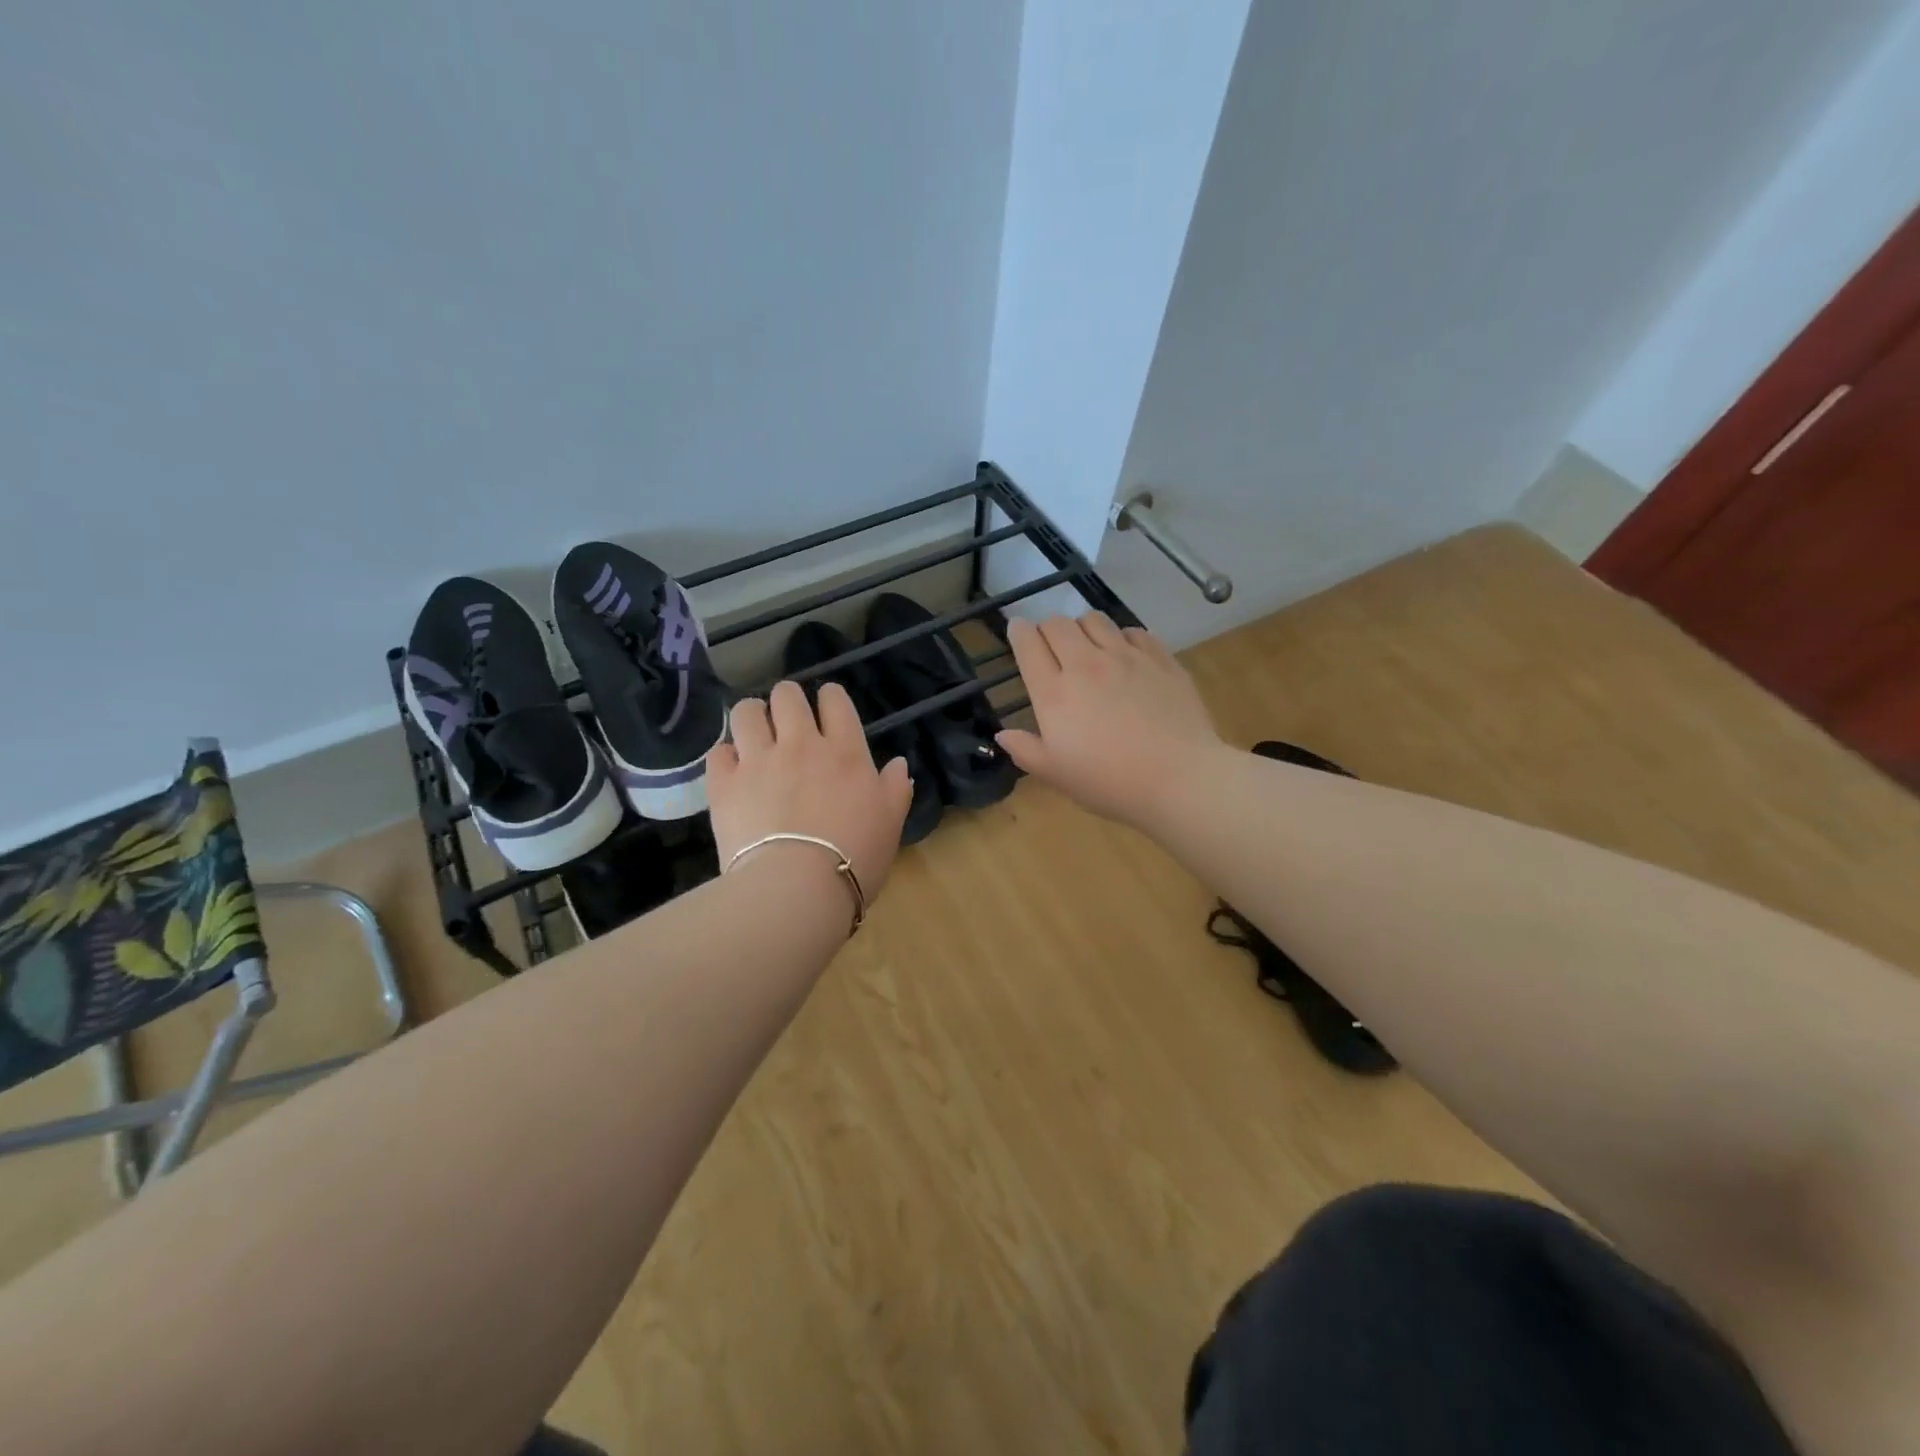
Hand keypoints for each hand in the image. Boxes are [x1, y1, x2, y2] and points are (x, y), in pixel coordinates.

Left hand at [706, 680, 913, 909]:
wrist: (797, 888)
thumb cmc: (855, 857)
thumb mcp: (891, 823)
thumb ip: (895, 788)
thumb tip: (899, 763)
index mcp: (844, 751)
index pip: (835, 701)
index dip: (830, 698)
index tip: (827, 707)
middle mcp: (800, 744)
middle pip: (787, 696)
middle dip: (787, 700)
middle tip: (787, 720)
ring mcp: (758, 761)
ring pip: (747, 713)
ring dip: (752, 716)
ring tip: (754, 733)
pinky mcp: (725, 784)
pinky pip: (719, 752)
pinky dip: (726, 755)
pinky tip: (732, 768)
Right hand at [996, 614, 1222, 829]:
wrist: (1179, 778)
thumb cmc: (1109, 783)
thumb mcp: (1056, 775)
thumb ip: (1025, 751)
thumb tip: (1003, 735)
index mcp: (1055, 693)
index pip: (1028, 645)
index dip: (1018, 632)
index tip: (1017, 631)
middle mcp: (1086, 664)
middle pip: (1058, 624)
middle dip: (1047, 628)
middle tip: (1050, 645)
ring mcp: (1127, 657)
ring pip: (1095, 620)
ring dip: (1083, 628)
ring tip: (1087, 646)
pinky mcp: (1161, 659)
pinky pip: (1134, 631)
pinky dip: (1122, 637)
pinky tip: (1126, 656)